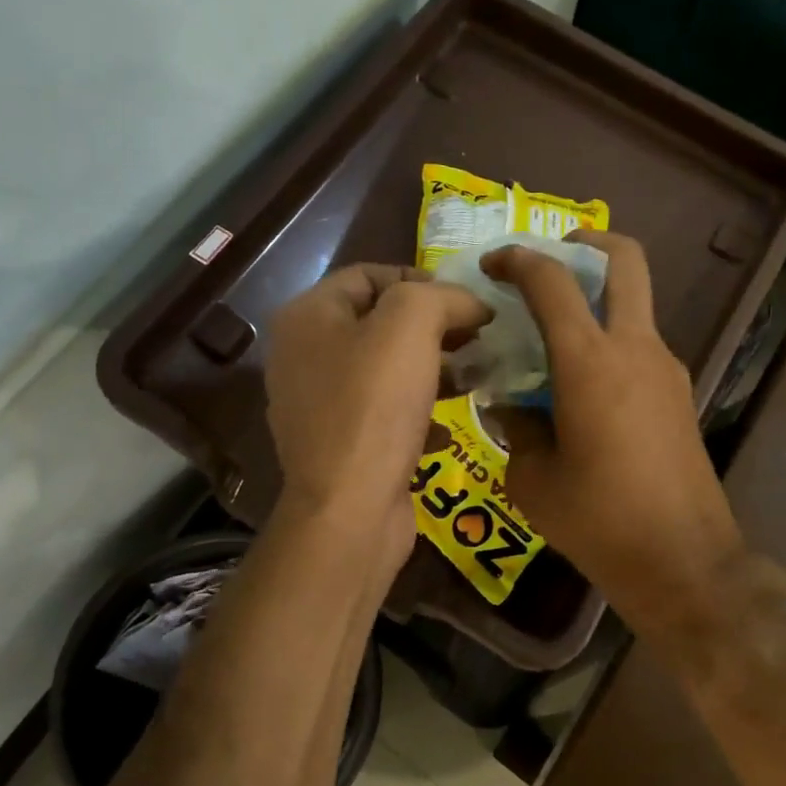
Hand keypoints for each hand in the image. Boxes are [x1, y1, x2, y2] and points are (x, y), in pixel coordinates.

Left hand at [265, 265, 488, 587]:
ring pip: (388, 371)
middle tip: (480, 338)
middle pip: (380, 323)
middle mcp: (305, 357)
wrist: (350, 510)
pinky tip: (450, 426)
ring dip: (436, 369)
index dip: (422, 279)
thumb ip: (442, 296)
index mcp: (308, 317)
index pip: (369, 275)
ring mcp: (321, 405)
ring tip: (477, 377)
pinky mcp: (342, 446)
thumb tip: (471, 304)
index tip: (467, 301)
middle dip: (435, 327)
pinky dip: (421, 413)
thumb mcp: (409, 327)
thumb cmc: (374, 407)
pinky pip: (386, 414)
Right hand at [483, 232, 746, 638]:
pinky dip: (611, 343)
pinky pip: (641, 347)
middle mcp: (635, 348)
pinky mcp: (680, 395)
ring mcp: (666, 369)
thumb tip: (510, 408)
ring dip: (599, 300)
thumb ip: (516, 429)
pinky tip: (583, 388)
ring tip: (555, 340)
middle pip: (625, 261)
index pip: (552, 281)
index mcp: (590, 360)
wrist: (683, 560)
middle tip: (554, 257)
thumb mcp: (532, 479)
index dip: (519, 260)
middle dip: (588, 243)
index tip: (494, 264)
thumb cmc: (598, 519)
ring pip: (636, 305)